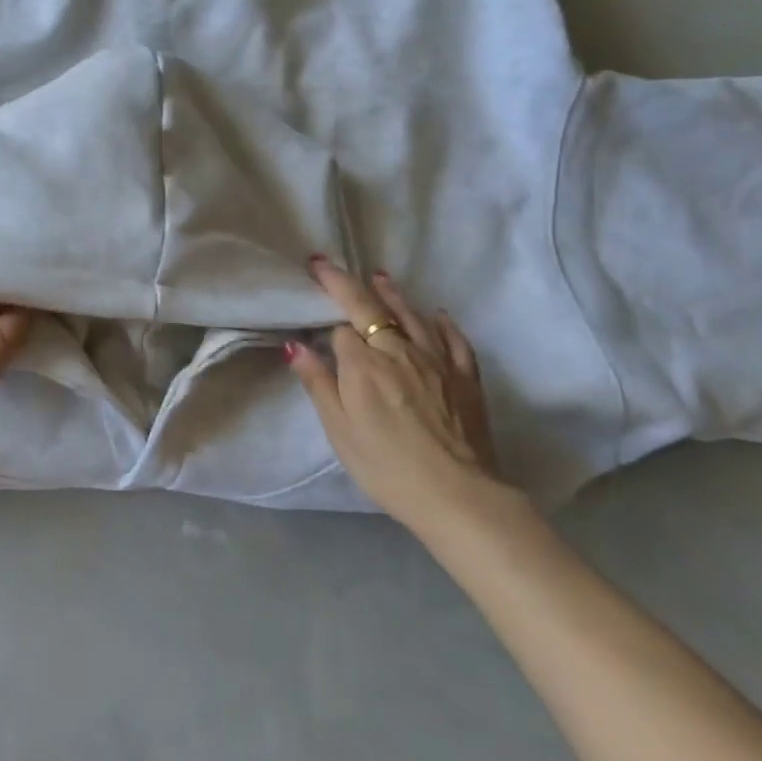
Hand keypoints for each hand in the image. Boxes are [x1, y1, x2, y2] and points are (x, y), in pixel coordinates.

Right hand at [288, 259, 521, 538]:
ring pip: (411, 315)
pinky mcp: (466, 377)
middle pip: (371, 308)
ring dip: (391, 293)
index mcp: (364, 364)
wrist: (459, 497)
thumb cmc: (388, 467)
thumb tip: (295, 345)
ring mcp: (437, 361)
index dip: (324, 318)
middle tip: (325, 264)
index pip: (341, 329)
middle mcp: (399, 351)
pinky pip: (453, 339)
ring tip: (378, 276)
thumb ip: (318, 384)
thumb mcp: (340, 431)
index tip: (310, 307)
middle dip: (344, 283)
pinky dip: (441, 323)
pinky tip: (436, 314)